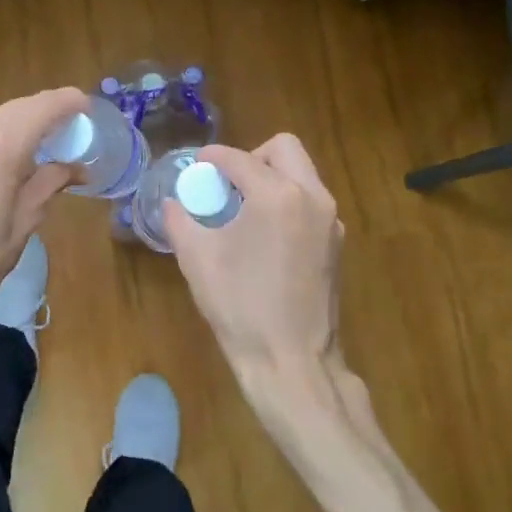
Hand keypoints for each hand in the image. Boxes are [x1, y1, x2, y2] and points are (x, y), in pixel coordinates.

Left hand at [0, 87, 86, 354]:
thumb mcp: (25, 220)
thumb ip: (50, 183)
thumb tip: (76, 169)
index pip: (44, 106)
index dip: (71, 103)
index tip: (91, 111)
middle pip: (21, 107)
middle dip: (50, 113)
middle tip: (77, 131)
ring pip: (0, 117)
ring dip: (27, 124)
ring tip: (53, 145)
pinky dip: (6, 135)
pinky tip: (20, 157)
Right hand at [163, 135, 345, 395]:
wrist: (292, 361)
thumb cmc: (241, 307)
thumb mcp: (198, 260)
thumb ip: (181, 221)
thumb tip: (174, 203)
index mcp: (277, 196)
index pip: (240, 159)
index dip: (213, 157)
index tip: (197, 164)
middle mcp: (312, 197)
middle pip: (285, 149)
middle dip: (253, 157)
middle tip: (229, 183)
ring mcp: (330, 221)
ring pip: (303, 173)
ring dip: (273, 177)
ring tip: (245, 208)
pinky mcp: (337, 243)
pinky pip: (311, 201)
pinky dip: (288, 201)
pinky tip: (266, 234)